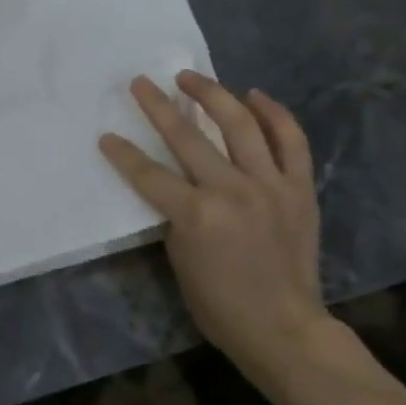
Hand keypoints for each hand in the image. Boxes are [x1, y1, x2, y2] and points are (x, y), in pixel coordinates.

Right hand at [98, 72, 334, 380]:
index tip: (106, 136)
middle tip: (141, 83)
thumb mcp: (179, 258)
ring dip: (213, 95)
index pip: (148, 173)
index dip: (122, 154)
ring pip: (240, 125)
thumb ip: (176, 214)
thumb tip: (175, 185)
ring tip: (192, 77)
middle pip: (187, 137)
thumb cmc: (218, 303)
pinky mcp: (299, 188)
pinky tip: (255, 96)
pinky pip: (290, 141)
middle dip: (158, 106)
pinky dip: (274, 114)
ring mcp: (270, 185)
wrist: (282, 327)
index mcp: (196, 214)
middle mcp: (232, 190)